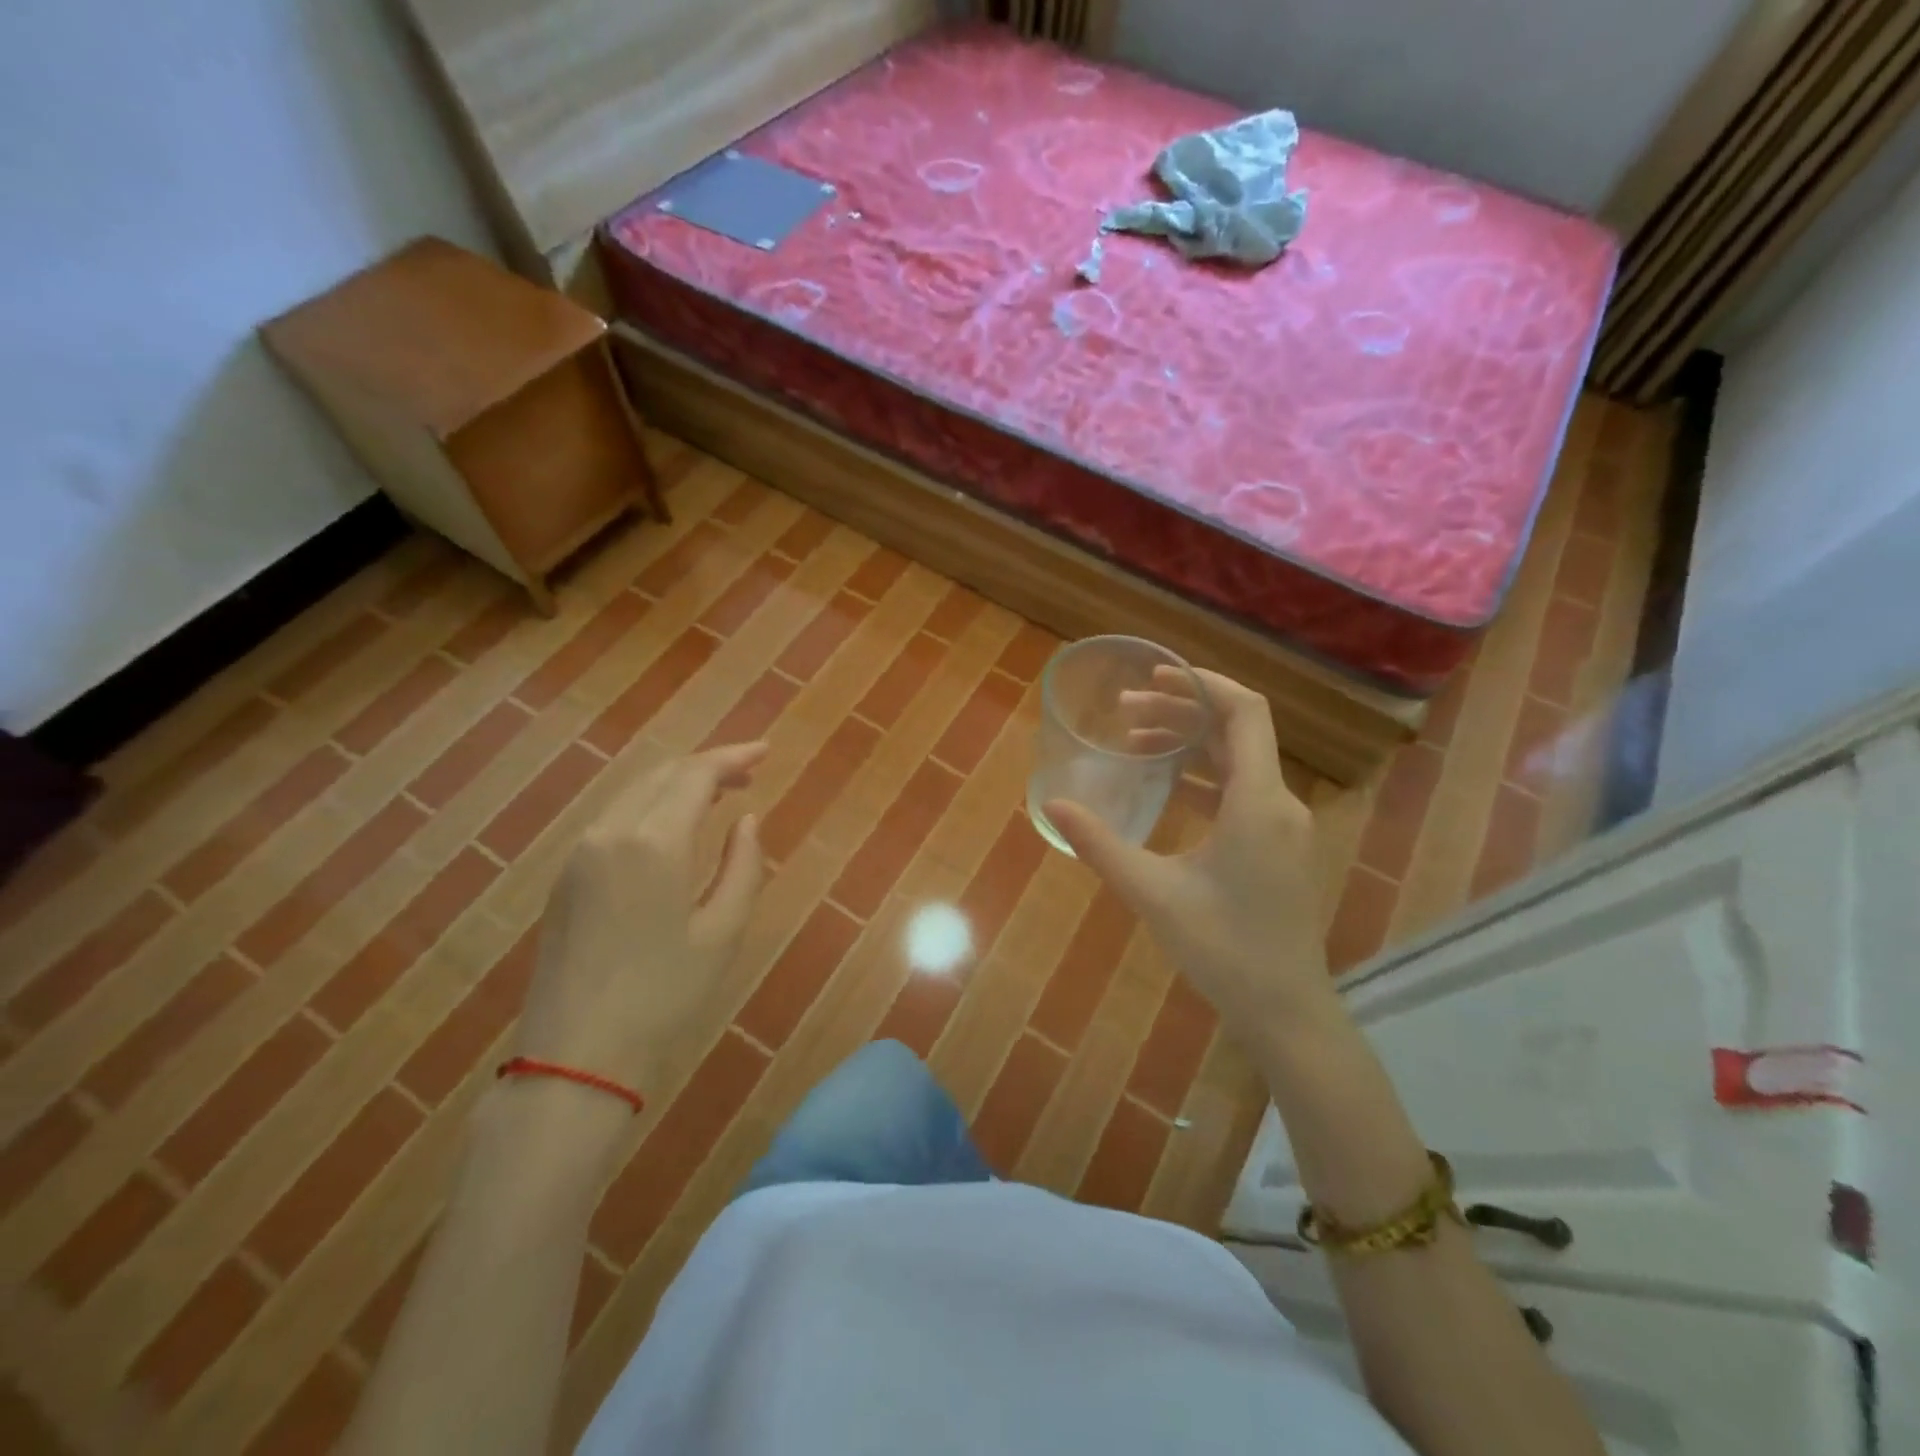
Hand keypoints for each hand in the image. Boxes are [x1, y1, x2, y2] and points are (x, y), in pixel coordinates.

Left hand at [512, 743, 767, 1098]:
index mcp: (652, 842)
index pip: (696, 775)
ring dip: (679, 785)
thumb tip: (746, 820)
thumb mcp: (723, 931)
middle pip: (662, 774)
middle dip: (708, 766)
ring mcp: (580, 854)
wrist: (575, 1057)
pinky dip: (652, 807)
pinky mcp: (566, 877)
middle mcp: (609, 833)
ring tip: (719, 795)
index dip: (733, 757)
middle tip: (750, 773)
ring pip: (636, 793)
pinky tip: (675, 827)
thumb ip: (743, 865)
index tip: (766, 753)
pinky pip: (616, 819)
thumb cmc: (664, 996)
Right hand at [1045, 670, 1331, 1034]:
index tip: (1155, 674)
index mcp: (1258, 802)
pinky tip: (1165, 785)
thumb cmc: (1223, 950)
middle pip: (1236, 731)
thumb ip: (1100, 845)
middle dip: (1182, 710)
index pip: (1244, 712)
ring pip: (1238, 760)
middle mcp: (1279, 802)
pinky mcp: (1277, 844)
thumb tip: (1052, 805)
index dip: (1203, 683)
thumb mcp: (1152, 893)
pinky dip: (1203, 775)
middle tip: (1125, 711)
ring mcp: (1282, 825)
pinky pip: (1241, 789)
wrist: (1286, 1009)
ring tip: (1137, 739)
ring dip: (1191, 743)